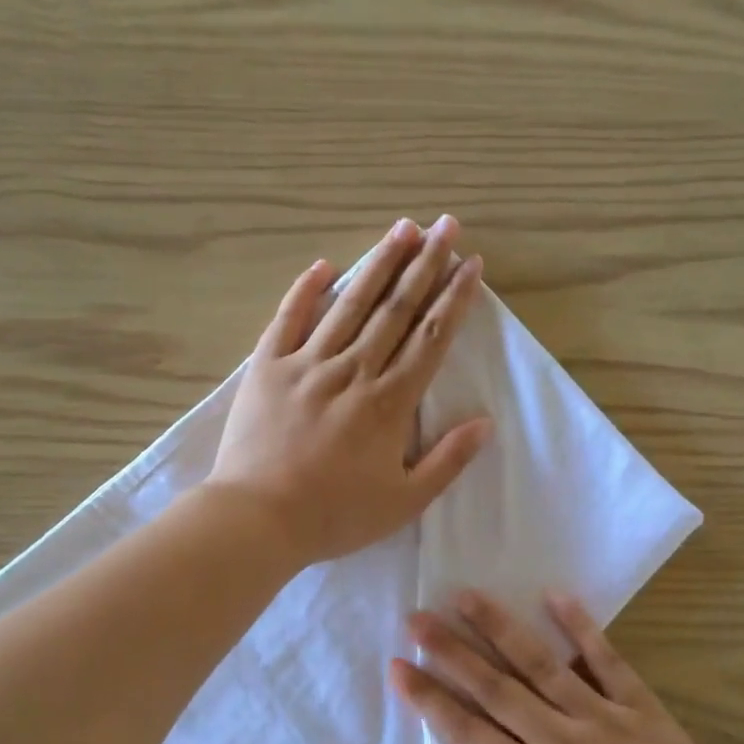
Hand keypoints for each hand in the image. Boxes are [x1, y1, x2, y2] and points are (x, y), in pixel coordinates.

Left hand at [207, 216, 491, 566]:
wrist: (258, 518)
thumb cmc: (335, 515)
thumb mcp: (404, 502)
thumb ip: (447, 461)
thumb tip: (485, 423)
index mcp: (389, 403)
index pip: (431, 338)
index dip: (454, 299)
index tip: (472, 264)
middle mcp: (353, 371)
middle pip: (396, 309)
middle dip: (425, 264)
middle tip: (446, 225)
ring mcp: (307, 364)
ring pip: (350, 304)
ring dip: (379, 264)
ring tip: (402, 228)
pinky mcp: (267, 368)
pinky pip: (289, 318)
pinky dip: (307, 290)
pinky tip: (325, 265)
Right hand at [392, 589, 743, 743]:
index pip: (469, 735)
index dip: (429, 700)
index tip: (398, 667)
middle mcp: (562, 743)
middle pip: (495, 689)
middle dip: (451, 651)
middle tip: (416, 618)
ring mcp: (603, 718)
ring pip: (541, 665)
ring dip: (500, 628)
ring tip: (467, 596)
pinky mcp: (640, 705)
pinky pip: (607, 660)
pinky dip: (581, 627)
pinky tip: (554, 595)